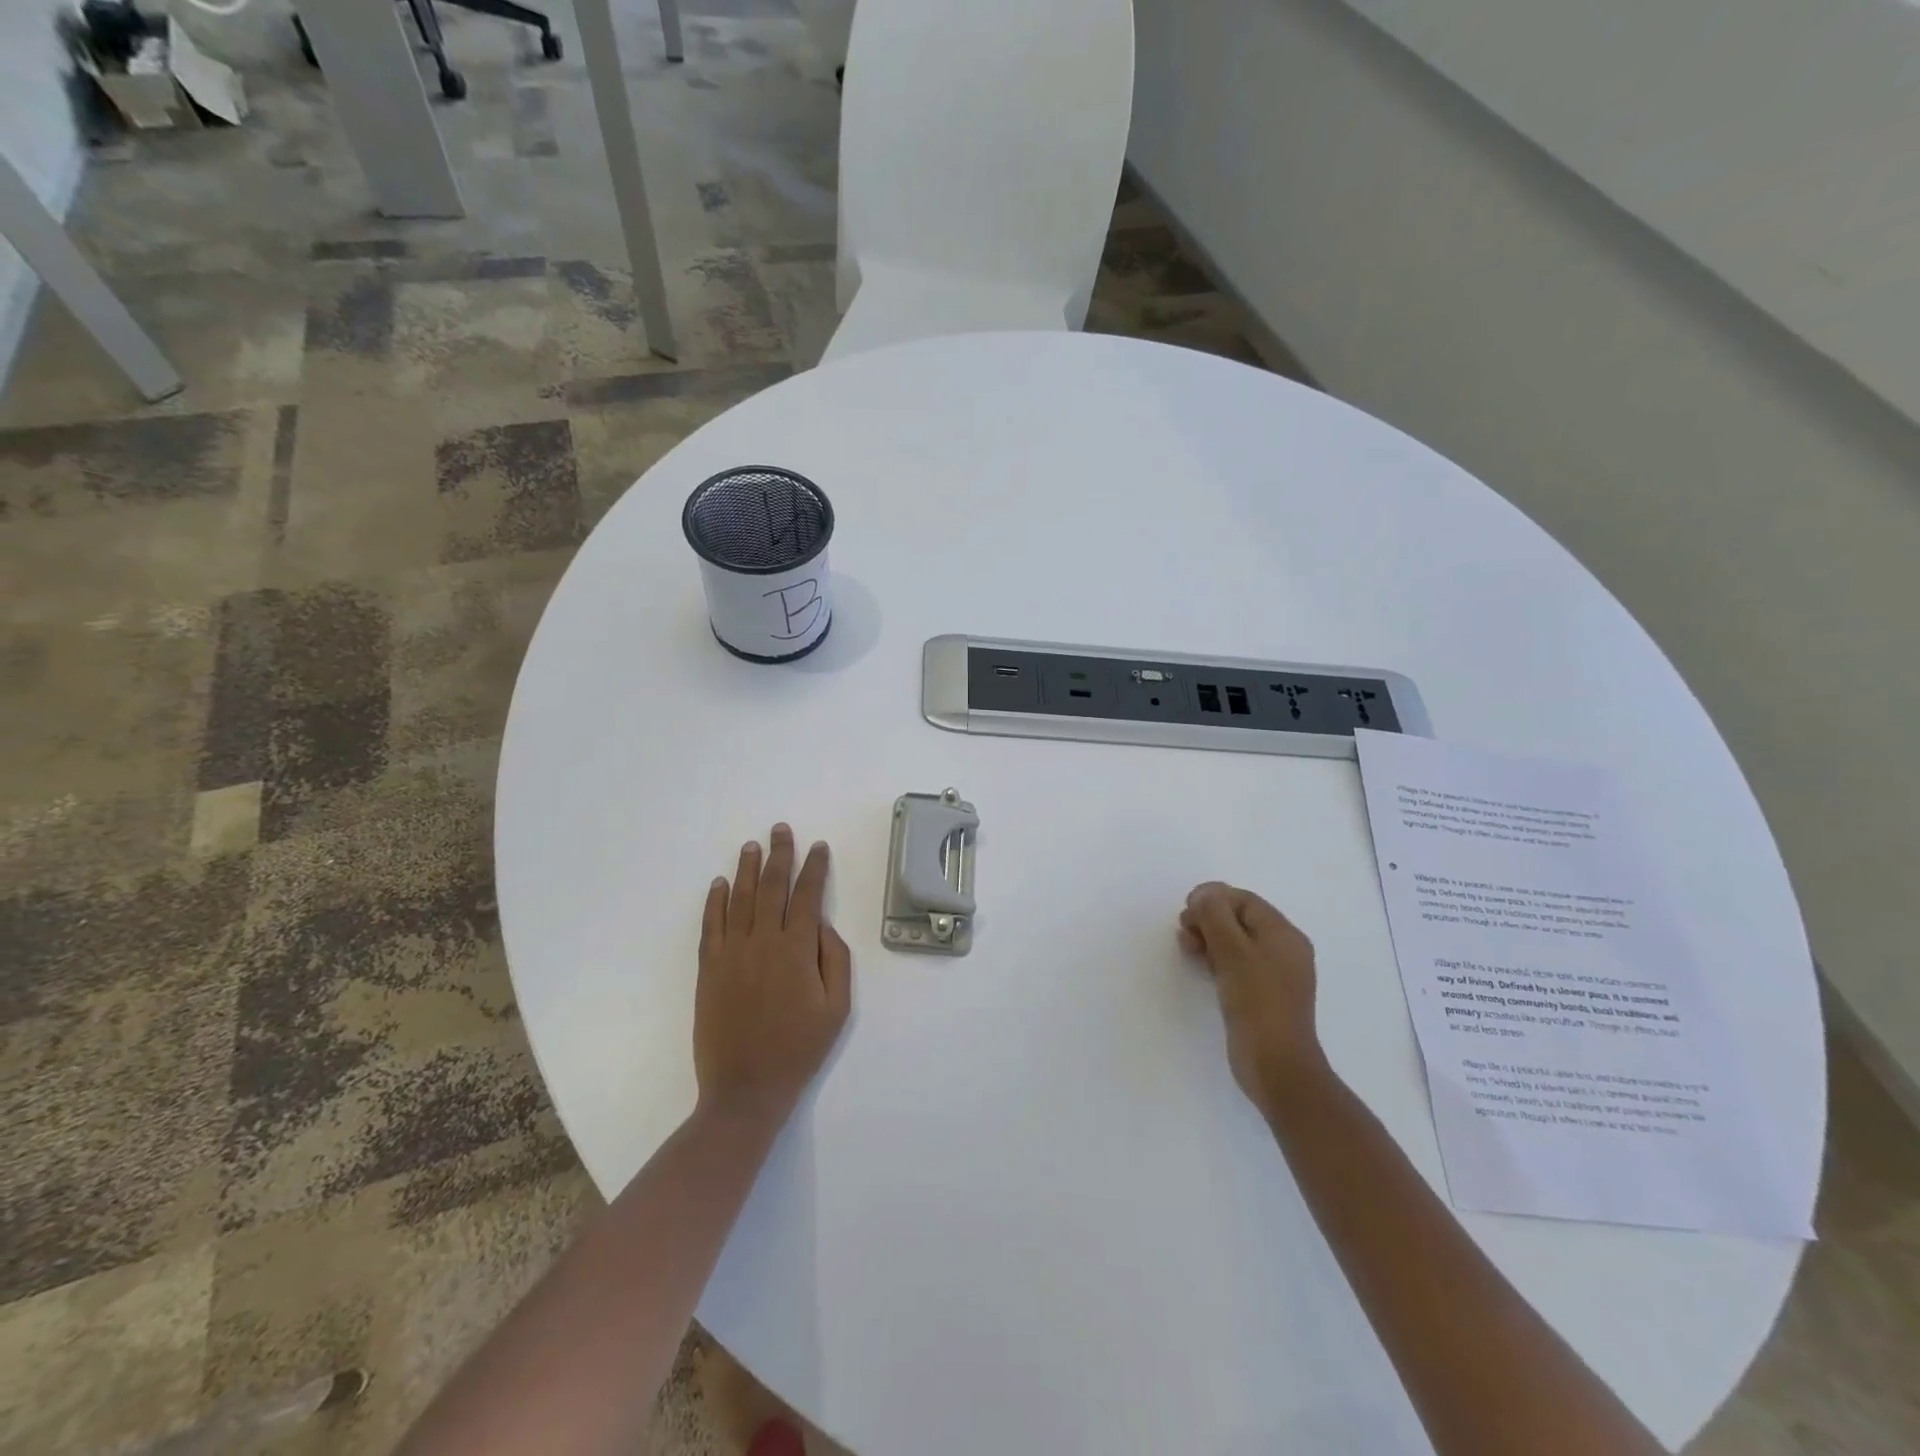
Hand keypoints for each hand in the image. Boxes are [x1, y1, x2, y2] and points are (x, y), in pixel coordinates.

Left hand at [695, 825, 852, 1127]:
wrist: (745, 1089)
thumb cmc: (799, 1049)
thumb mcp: (837, 1009)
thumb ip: (836, 960)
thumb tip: (823, 926)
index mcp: (797, 950)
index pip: (807, 896)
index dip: (814, 868)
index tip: (818, 847)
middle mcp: (763, 942)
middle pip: (771, 887)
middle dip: (779, 855)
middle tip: (780, 829)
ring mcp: (731, 954)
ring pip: (739, 899)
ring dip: (746, 869)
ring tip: (752, 845)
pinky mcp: (708, 969)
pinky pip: (711, 925)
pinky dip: (714, 901)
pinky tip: (719, 884)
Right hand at [1178, 882, 1325, 1111]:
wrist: (1276, 1065)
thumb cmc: (1256, 1001)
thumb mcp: (1232, 950)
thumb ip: (1215, 915)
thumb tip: (1205, 895)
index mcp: (1284, 934)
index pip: (1244, 900)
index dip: (1213, 898)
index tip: (1185, 910)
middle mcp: (1284, 949)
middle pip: (1240, 919)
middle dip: (1209, 918)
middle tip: (1184, 930)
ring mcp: (1275, 975)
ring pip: (1237, 942)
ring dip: (1210, 938)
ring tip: (1187, 948)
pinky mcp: (1263, 996)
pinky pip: (1238, 964)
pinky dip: (1218, 959)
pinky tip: (1201, 966)